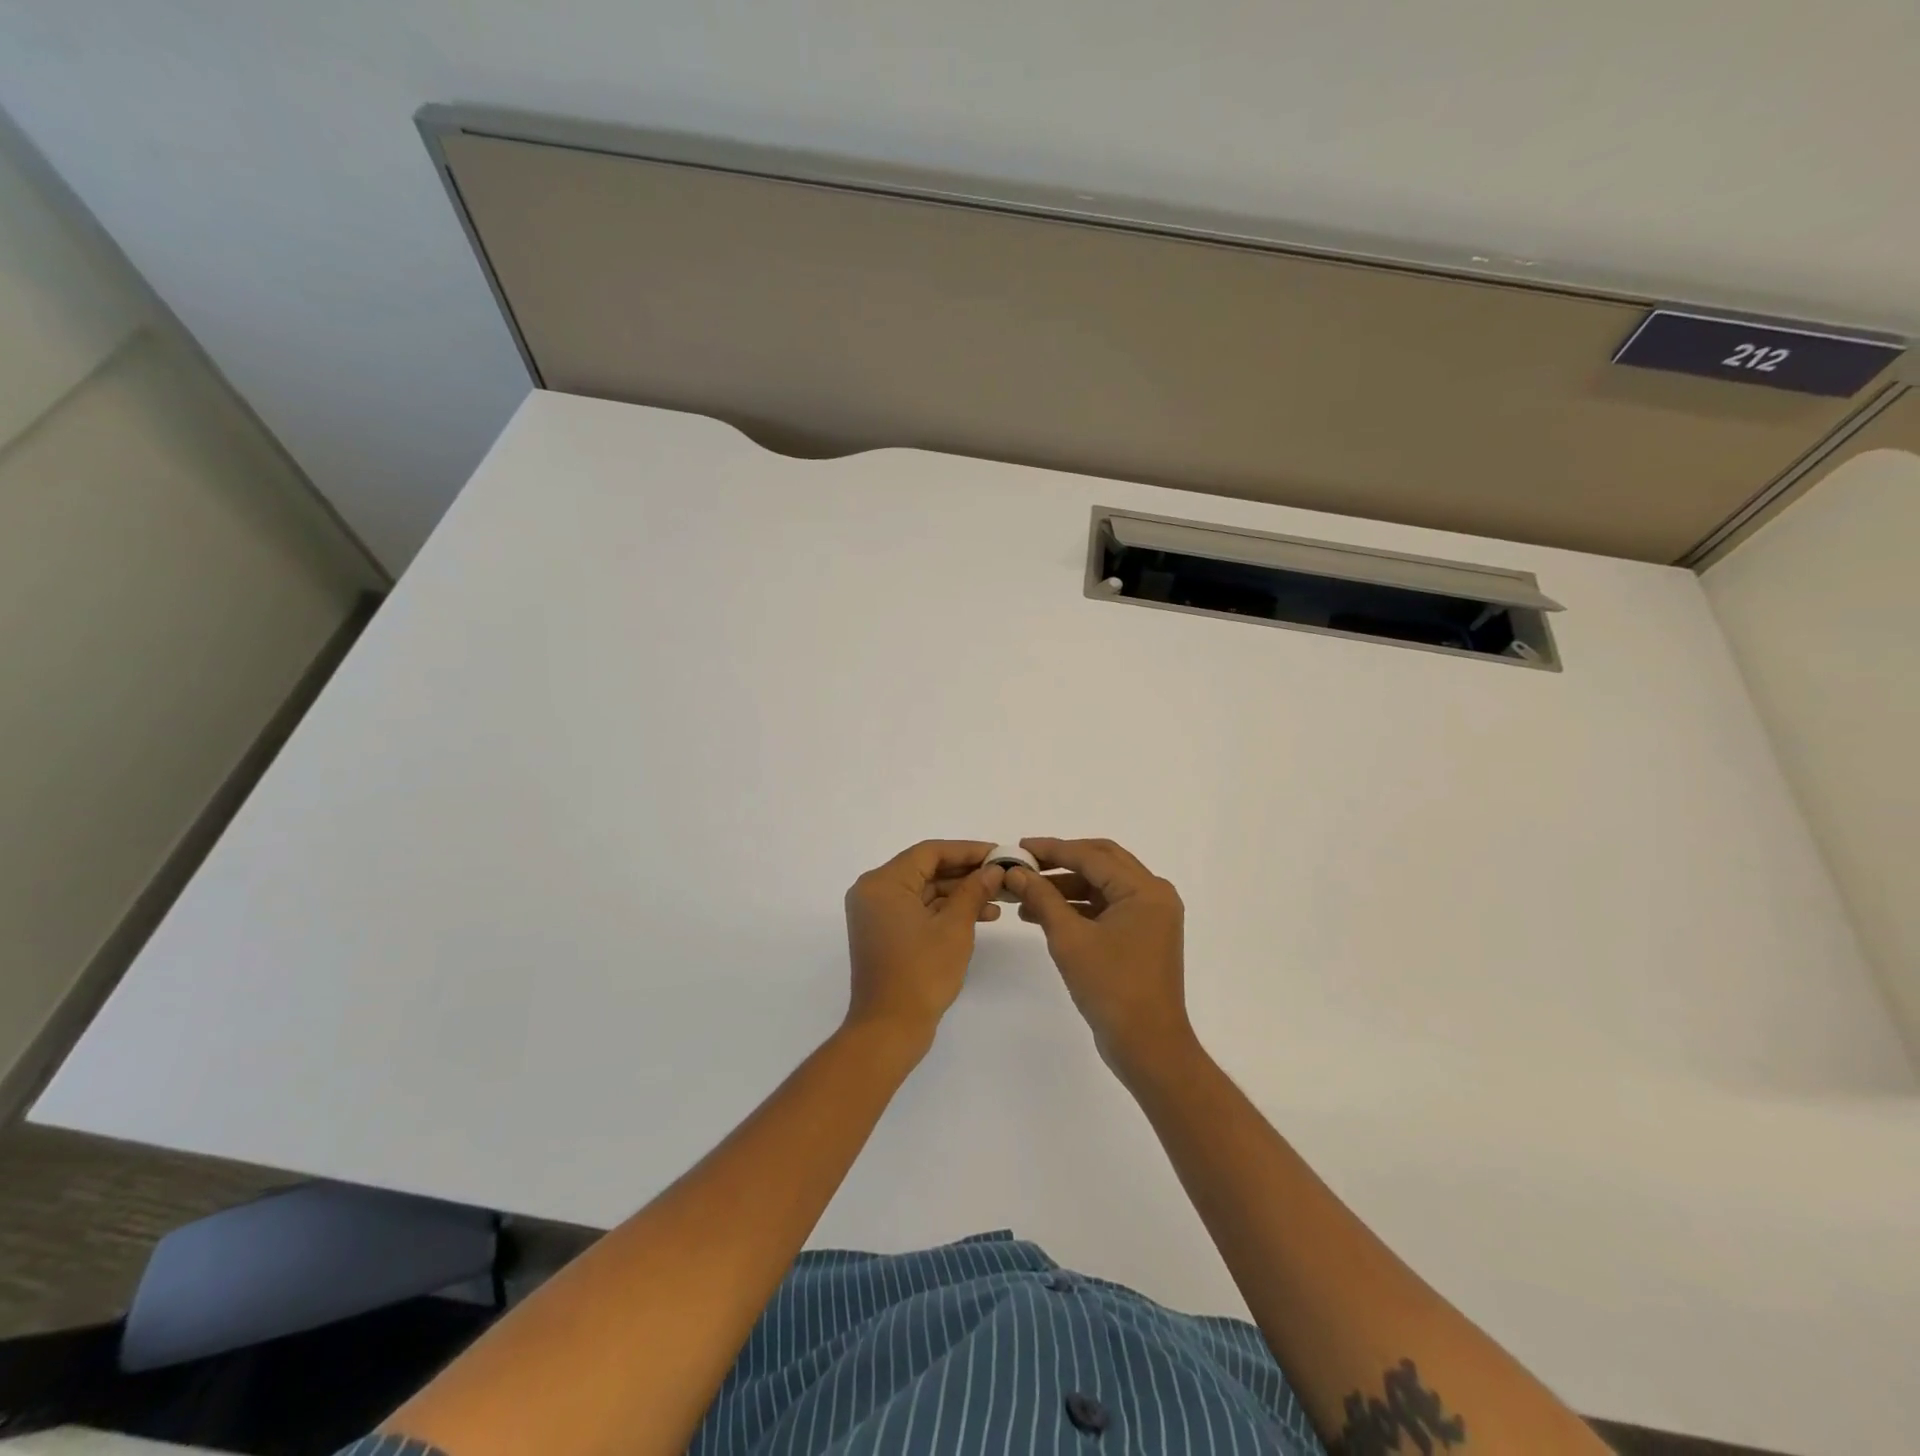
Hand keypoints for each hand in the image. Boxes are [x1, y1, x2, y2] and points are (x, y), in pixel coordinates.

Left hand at [843, 840, 1003, 1047]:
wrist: (889, 1029)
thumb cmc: (921, 973)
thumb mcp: (955, 927)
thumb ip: (974, 891)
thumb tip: (994, 869)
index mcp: (883, 882)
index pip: (930, 852)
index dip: (968, 850)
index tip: (999, 854)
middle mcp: (874, 891)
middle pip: (926, 869)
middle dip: (966, 873)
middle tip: (1002, 875)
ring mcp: (877, 914)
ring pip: (924, 890)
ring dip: (960, 893)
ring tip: (999, 899)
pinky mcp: (884, 933)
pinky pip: (918, 910)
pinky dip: (945, 911)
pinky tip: (980, 916)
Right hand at [1006, 838, 1191, 1077]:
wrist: (1148, 1046)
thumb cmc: (1111, 987)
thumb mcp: (1069, 938)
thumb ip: (1042, 898)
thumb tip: (1015, 872)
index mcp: (1144, 890)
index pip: (1092, 856)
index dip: (1052, 849)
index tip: (1019, 847)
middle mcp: (1153, 895)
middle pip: (1101, 862)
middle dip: (1060, 862)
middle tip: (1025, 863)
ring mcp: (1150, 916)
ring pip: (1102, 886)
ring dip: (1066, 887)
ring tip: (1025, 896)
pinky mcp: (1142, 935)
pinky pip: (1106, 908)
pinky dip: (1078, 907)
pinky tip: (1045, 915)